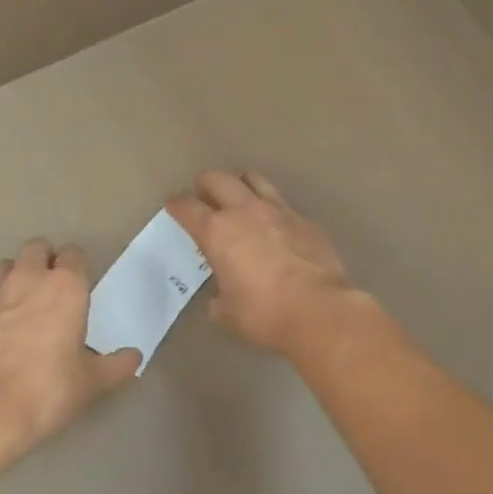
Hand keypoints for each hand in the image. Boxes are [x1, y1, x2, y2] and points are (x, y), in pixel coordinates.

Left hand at [0, 238, 140, 461]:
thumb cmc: (47, 388)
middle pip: (38, 247)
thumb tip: (134, 357)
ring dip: (18, 273)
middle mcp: (32, 278)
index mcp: (67, 285)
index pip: (74, 254)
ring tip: (26, 300)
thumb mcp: (91, 382)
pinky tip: (5, 326)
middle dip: (46, 259)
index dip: (77, 266)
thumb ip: (116, 365)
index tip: (81, 286)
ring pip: (9, 263)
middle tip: (54, 287)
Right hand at [167, 170, 367, 358]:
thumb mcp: (227, 314)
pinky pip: (283, 203)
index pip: (187, 207)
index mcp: (217, 231)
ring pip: (253, 179)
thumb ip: (218, 299)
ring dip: (241, 184)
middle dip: (205, 184)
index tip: (173, 206)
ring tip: (240, 198)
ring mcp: (278, 210)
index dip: (176, 205)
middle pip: (217, 179)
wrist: (319, 309)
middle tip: (203, 195)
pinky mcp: (305, 219)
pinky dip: (273, 210)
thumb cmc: (264, 313)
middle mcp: (244, 211)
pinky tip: (276, 227)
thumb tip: (220, 298)